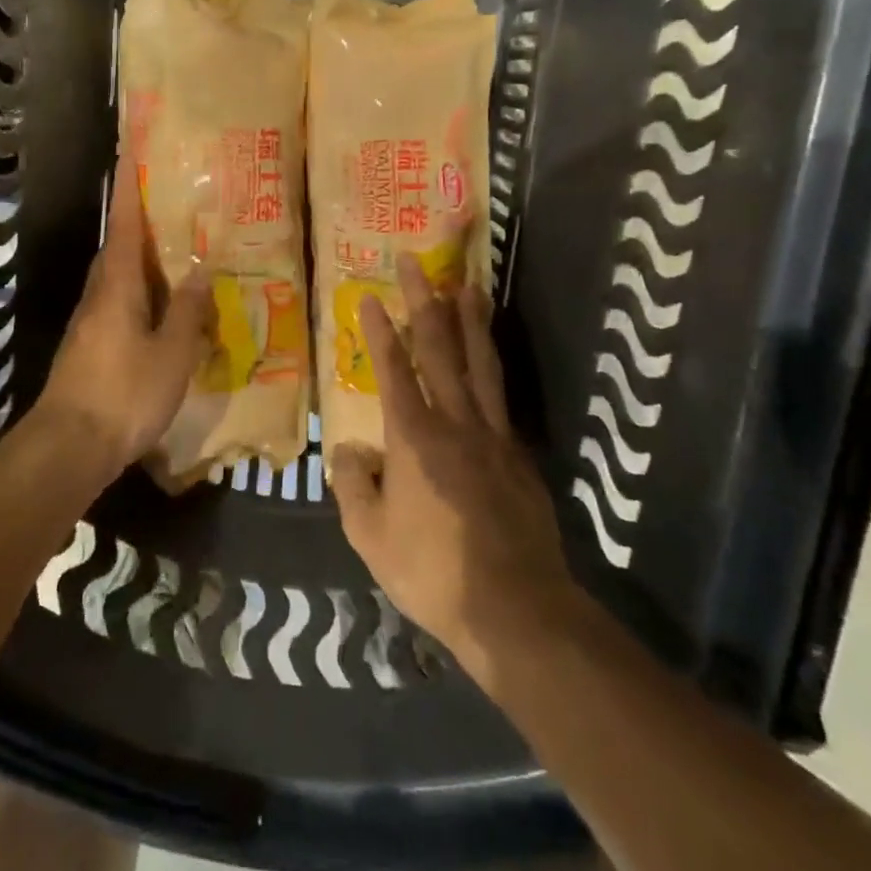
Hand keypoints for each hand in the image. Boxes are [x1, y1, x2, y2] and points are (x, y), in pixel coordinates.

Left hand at [36, 164, 213, 475]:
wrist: (69, 446)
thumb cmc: (125, 394)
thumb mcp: (172, 354)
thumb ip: (188, 311)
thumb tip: (201, 271)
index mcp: (117, 285)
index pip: (123, 224)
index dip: (129, 188)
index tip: (132, 153)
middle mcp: (99, 294)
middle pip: (118, 246)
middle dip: (140, 221)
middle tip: (173, 202)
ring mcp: (91, 321)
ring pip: (119, 276)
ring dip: (143, 258)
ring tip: (178, 250)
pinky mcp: (91, 346)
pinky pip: (120, 303)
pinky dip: (142, 292)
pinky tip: (165, 307)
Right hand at [327, 255, 583, 692]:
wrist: (517, 608)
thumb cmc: (433, 571)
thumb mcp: (370, 536)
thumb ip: (354, 486)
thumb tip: (351, 450)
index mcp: (413, 437)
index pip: (393, 370)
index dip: (379, 330)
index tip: (368, 295)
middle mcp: (455, 422)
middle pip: (440, 349)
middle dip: (425, 301)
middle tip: (416, 262)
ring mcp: (494, 436)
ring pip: (480, 364)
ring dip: (471, 320)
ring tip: (468, 284)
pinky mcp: (520, 456)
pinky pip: (501, 398)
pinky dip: (492, 367)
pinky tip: (489, 360)